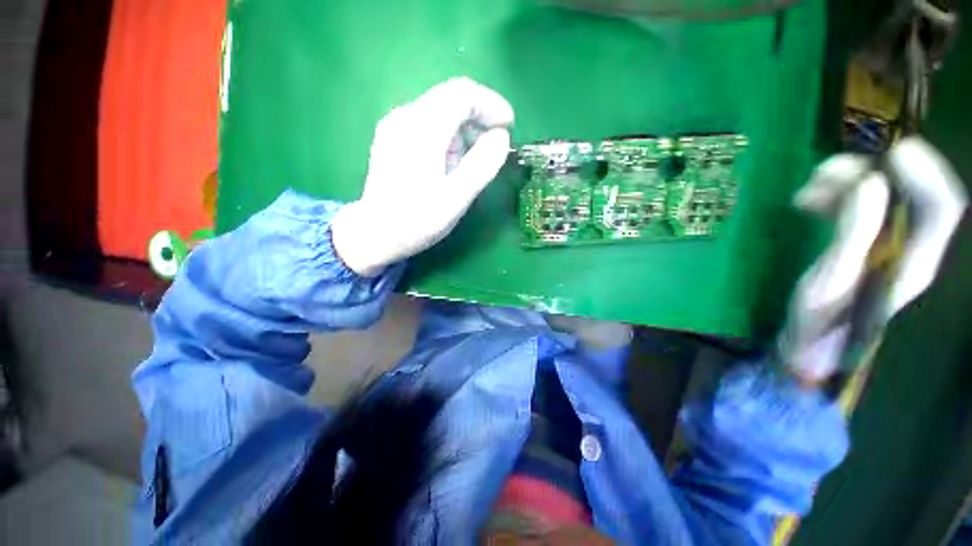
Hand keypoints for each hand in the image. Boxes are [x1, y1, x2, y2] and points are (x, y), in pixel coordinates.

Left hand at [331, 78, 514, 275]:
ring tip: (467, 167)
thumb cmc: (417, 220)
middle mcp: (405, 117)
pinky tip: (447, 164)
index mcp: (422, 129)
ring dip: (463, 132)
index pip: (462, 94)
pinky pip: (428, 124)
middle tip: (493, 149)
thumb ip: (482, 165)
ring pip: (440, 111)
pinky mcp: (392, 137)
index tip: (508, 126)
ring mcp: (395, 126)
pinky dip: (447, 138)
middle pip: (450, 98)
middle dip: (478, 119)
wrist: (375, 234)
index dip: (491, 104)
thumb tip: (501, 137)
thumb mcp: (456, 198)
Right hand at [780, 137, 966, 383]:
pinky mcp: (867, 244)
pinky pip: (862, 207)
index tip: (891, 152)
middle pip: (909, 194)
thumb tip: (870, 184)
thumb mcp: (831, 284)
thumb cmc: (821, 323)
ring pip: (883, 196)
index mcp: (915, 264)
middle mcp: (911, 249)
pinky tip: (811, 201)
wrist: (813, 347)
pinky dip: (837, 197)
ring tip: (810, 188)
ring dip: (846, 184)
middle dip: (869, 174)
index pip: (941, 207)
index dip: (924, 173)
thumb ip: (854, 236)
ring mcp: (890, 246)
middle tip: (823, 174)